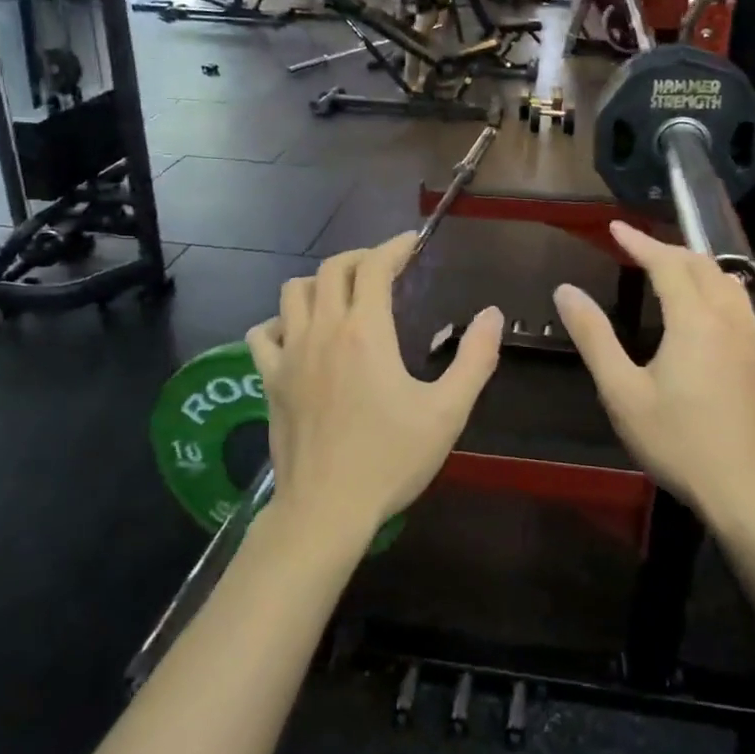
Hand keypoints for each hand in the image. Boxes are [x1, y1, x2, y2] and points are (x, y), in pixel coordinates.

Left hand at [248, 235, 502, 546]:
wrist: (326, 510)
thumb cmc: (390, 459)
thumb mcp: (447, 412)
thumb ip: (475, 359)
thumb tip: (491, 314)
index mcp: (364, 332)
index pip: (373, 267)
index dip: (394, 247)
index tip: (411, 243)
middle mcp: (322, 331)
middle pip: (332, 269)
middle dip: (360, 258)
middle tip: (384, 268)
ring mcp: (290, 355)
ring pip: (293, 291)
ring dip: (320, 282)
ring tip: (343, 296)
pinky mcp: (270, 380)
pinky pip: (263, 333)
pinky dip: (280, 322)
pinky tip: (299, 335)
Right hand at [554, 222, 754, 524]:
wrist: (747, 490)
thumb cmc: (678, 441)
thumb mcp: (622, 392)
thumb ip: (594, 337)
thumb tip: (566, 291)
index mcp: (694, 321)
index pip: (667, 264)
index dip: (640, 242)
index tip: (615, 229)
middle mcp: (729, 319)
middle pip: (701, 265)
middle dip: (667, 249)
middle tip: (636, 248)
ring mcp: (752, 340)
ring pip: (726, 282)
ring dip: (695, 266)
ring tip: (669, 268)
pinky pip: (738, 304)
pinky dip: (714, 288)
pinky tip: (702, 309)